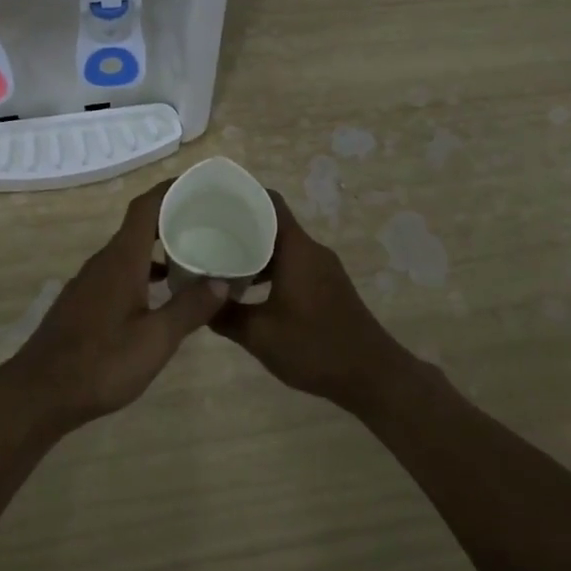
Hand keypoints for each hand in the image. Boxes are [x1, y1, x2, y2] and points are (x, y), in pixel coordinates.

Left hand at [0, 181, 230, 433]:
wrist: (39, 393)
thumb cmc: (101, 363)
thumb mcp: (155, 340)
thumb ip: (189, 308)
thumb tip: (222, 280)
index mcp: (122, 259)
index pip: (146, 206)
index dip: (171, 189)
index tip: (201, 186)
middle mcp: (104, 261)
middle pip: (140, 225)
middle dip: (173, 217)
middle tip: (210, 223)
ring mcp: (90, 282)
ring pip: (130, 251)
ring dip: (160, 247)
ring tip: (194, 257)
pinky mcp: (85, 302)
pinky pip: (120, 271)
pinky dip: (144, 271)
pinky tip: (162, 295)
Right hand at [210, 192, 407, 410]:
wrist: (372, 376)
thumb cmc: (314, 346)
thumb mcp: (259, 335)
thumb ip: (225, 316)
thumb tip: (198, 303)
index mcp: (297, 248)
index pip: (269, 201)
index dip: (241, 195)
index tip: (212, 200)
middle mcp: (312, 250)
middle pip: (273, 223)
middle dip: (241, 226)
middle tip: (206, 234)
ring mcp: (324, 269)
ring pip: (283, 247)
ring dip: (255, 251)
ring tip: (221, 262)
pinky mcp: (329, 286)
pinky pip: (294, 264)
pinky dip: (271, 269)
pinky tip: (250, 291)